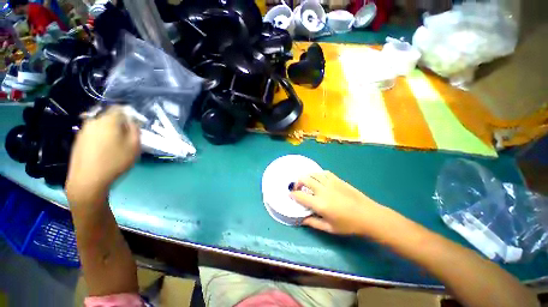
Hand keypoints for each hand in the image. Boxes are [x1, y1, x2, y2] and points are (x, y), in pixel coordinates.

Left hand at [66, 107, 139, 204]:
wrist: (87, 180)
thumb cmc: (115, 161)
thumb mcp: (134, 145)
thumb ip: (135, 129)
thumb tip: (132, 121)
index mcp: (107, 120)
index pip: (119, 108)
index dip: (129, 114)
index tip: (135, 125)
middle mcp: (93, 121)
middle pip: (110, 117)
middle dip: (120, 124)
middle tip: (127, 137)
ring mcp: (83, 131)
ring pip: (102, 125)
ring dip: (110, 131)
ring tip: (116, 145)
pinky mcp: (79, 140)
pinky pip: (94, 133)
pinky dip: (102, 137)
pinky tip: (105, 150)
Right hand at [291, 171, 382, 234]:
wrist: (369, 215)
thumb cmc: (349, 225)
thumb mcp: (330, 228)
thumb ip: (313, 223)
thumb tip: (302, 219)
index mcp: (320, 204)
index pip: (300, 196)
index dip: (293, 194)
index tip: (290, 194)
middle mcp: (323, 191)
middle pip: (305, 180)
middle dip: (297, 182)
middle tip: (297, 186)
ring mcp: (331, 183)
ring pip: (313, 174)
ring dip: (306, 176)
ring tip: (306, 181)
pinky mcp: (337, 179)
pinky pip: (324, 172)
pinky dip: (317, 174)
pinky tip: (318, 178)